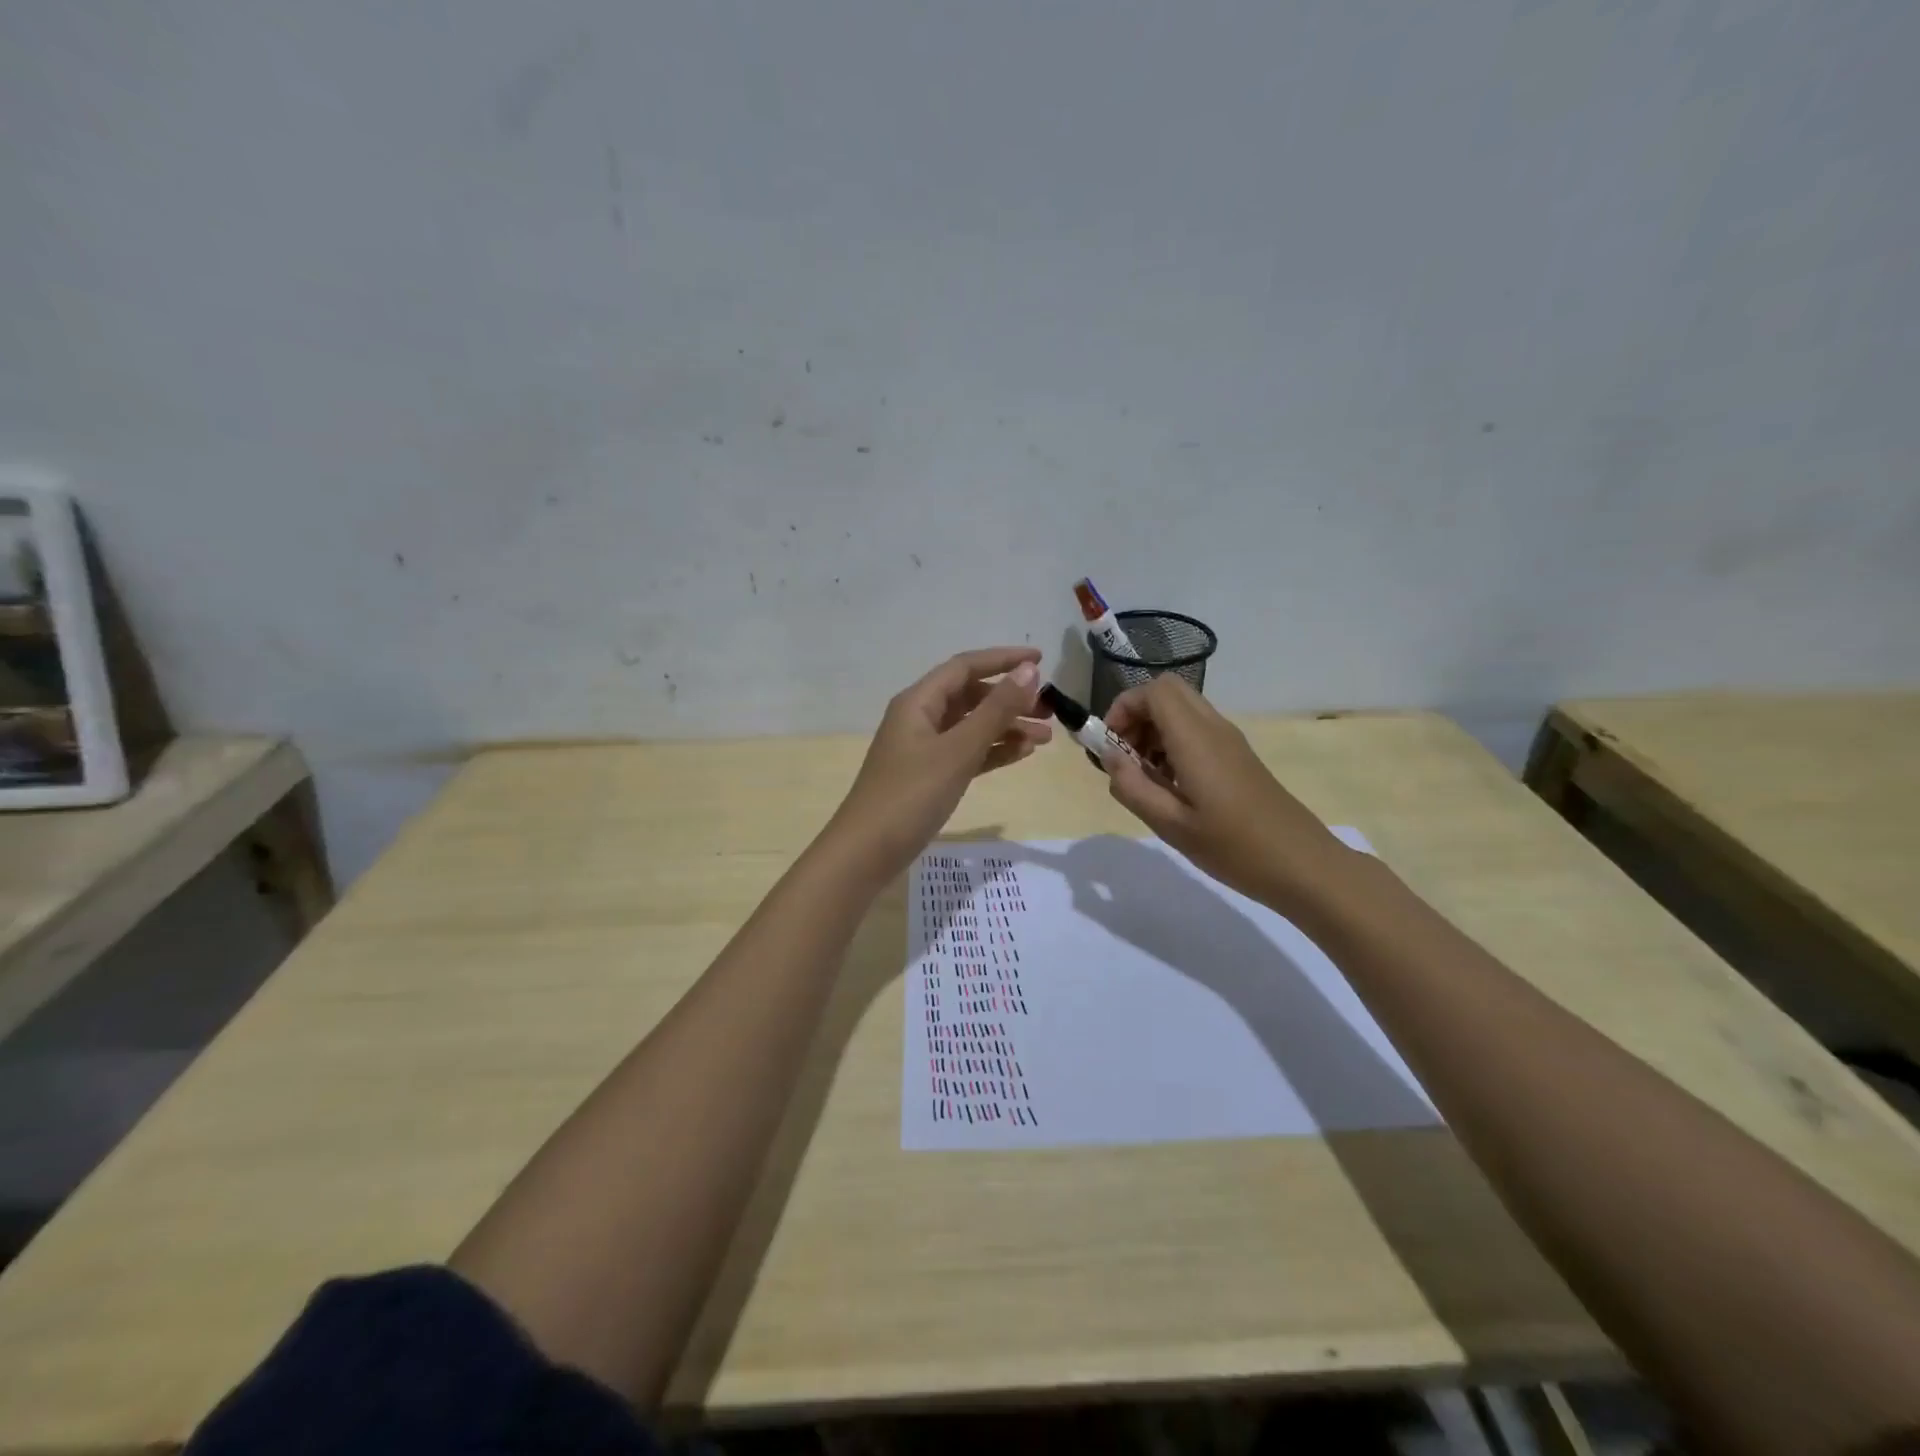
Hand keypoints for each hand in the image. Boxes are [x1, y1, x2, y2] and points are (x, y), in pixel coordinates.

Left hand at [826, 648, 1050, 883]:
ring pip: (972, 727)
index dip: (1003, 660)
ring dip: (1007, 728)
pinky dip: (993, 751)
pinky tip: (1021, 754)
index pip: (966, 667)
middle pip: (971, 696)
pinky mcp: (929, 776)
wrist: (868, 852)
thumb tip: (1029, 670)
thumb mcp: (958, 750)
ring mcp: (924, 749)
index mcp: (919, 702)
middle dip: (1010, 699)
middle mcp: (920, 718)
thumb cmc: (911, 794)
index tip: (1042, 660)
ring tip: (1045, 739)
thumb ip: (995, 710)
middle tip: (1050, 710)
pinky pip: (967, 753)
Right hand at [1101, 675, 1350, 911]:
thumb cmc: (1234, 847)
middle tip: (1125, 756)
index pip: (1153, 691)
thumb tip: (1108, 757)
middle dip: (1136, 715)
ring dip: (1153, 730)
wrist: (1302, 864)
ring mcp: (1229, 741)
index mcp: (1195, 739)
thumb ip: (1132, 787)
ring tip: (1144, 776)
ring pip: (1182, 710)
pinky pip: (1197, 730)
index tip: (1109, 747)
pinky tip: (1170, 785)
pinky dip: (1173, 743)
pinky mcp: (1237, 756)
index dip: (1122, 708)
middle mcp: (1213, 728)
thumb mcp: (1171, 825)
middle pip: (1168, 692)